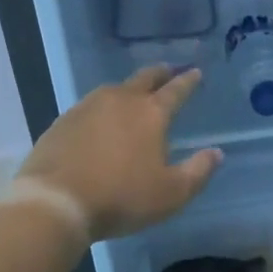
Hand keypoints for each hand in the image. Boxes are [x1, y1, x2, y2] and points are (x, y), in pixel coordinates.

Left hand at [15, 66, 222, 240]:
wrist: (56, 201)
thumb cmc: (121, 197)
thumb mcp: (171, 194)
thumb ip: (198, 171)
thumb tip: (216, 153)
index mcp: (151, 113)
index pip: (176, 90)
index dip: (188, 81)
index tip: (196, 72)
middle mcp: (120, 101)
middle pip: (144, 78)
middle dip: (160, 73)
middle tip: (169, 70)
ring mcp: (87, 107)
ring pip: (114, 89)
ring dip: (129, 88)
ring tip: (134, 94)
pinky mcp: (63, 121)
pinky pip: (89, 106)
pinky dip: (102, 107)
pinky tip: (100, 119)